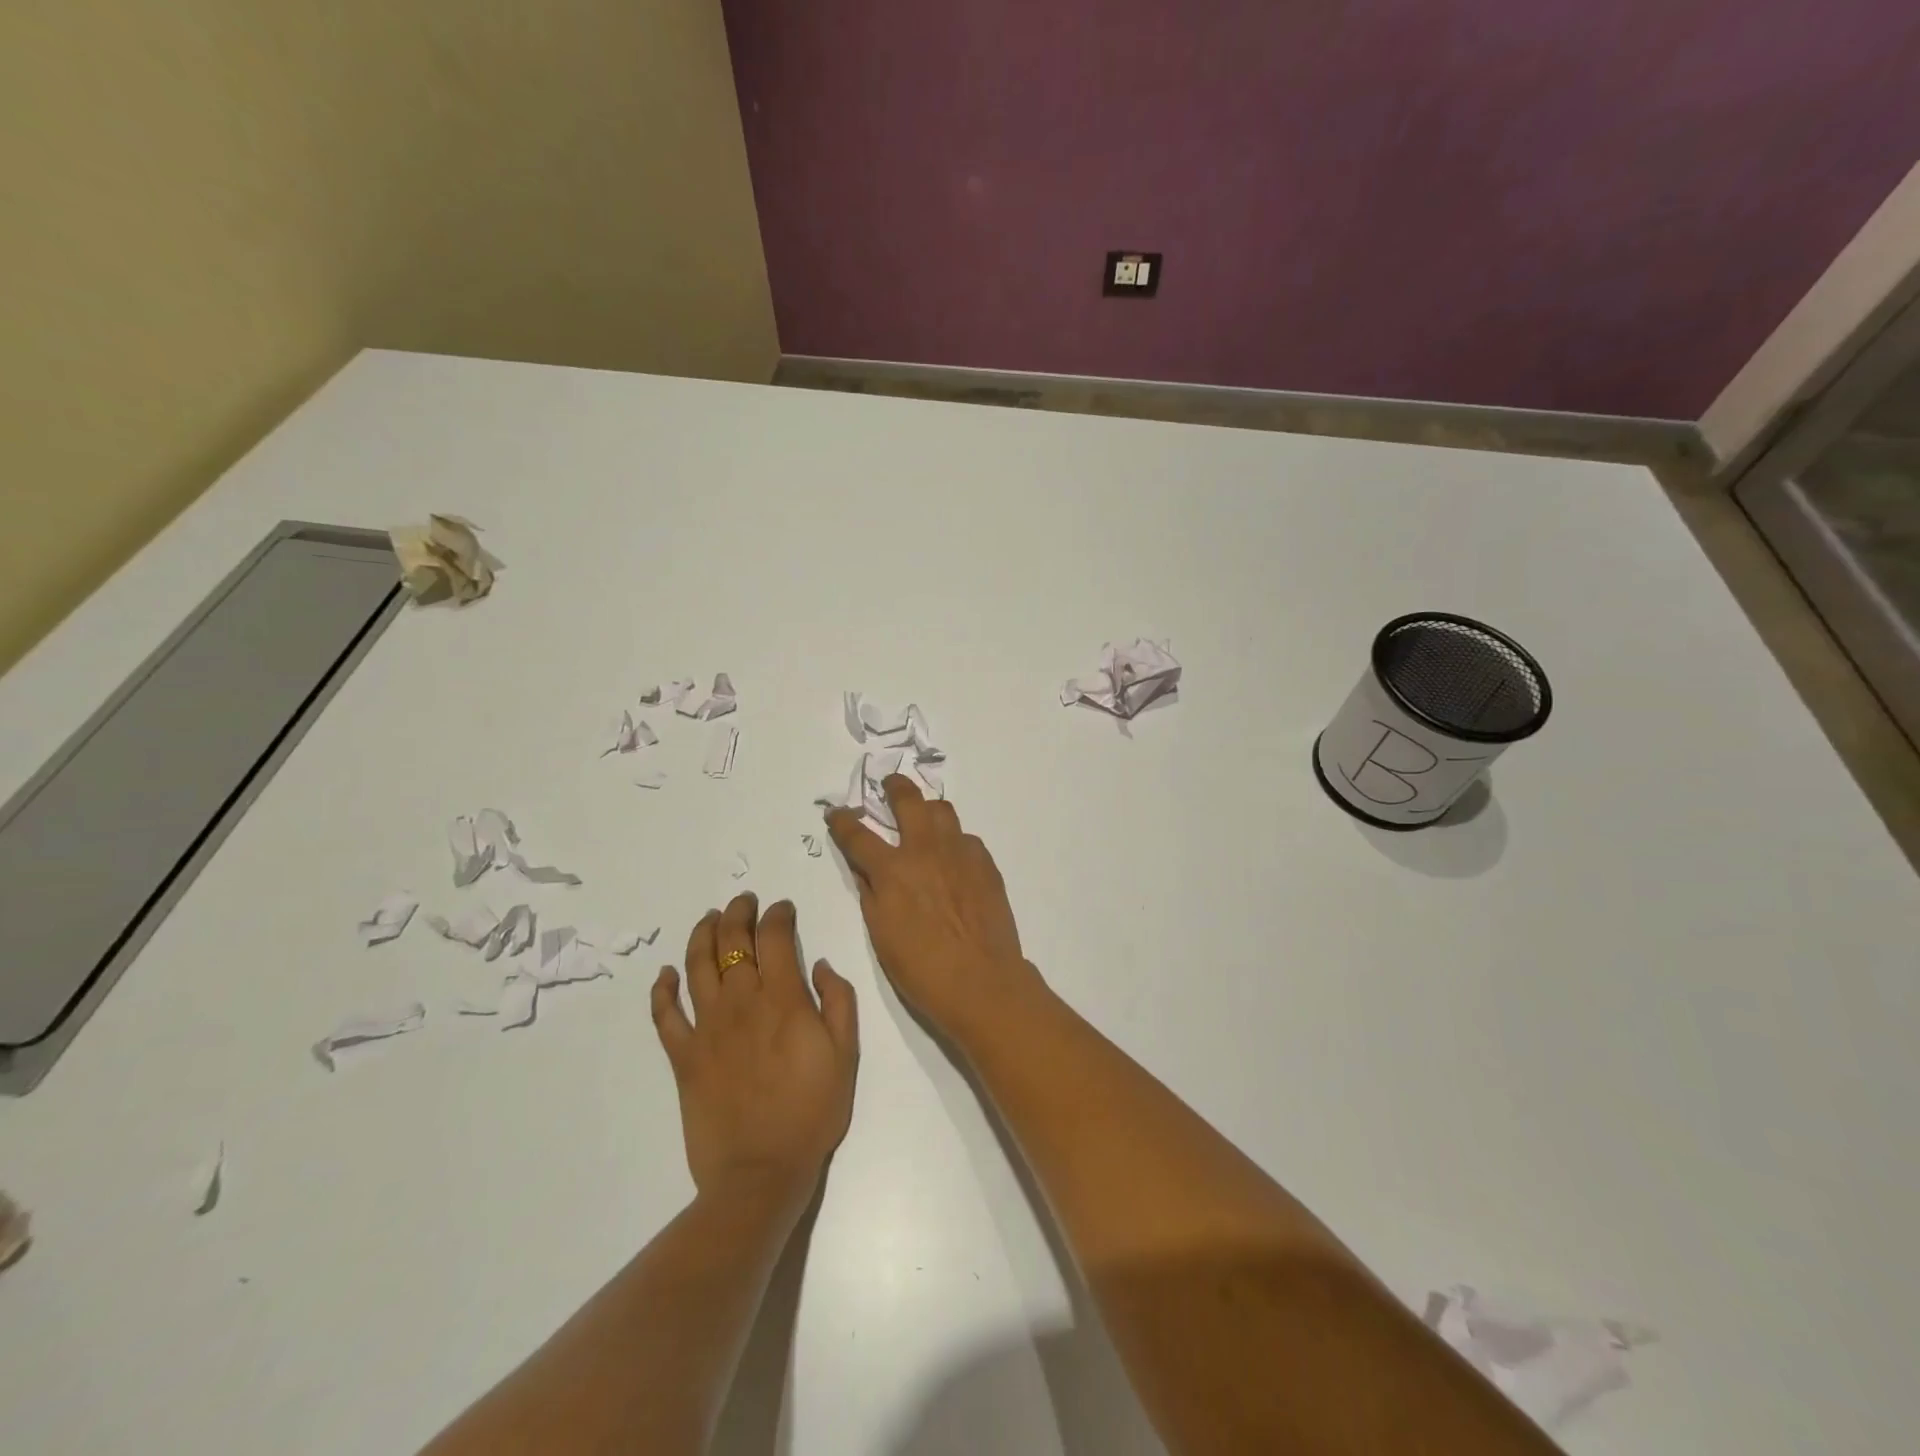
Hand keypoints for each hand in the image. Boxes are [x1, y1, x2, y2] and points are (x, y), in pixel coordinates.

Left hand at [651, 895, 858, 1214]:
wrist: (761, 1172)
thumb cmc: (812, 1112)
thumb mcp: (846, 1053)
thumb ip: (838, 1001)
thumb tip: (819, 963)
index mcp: (783, 999)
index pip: (775, 937)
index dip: (778, 914)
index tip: (783, 908)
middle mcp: (741, 1003)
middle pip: (732, 941)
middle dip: (738, 912)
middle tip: (744, 901)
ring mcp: (707, 1028)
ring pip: (696, 966)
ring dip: (702, 935)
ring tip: (709, 919)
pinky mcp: (683, 1056)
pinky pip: (665, 1015)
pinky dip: (662, 989)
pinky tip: (665, 973)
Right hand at [827, 776, 1037, 1048]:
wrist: (982, 981)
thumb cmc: (922, 968)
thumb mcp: (881, 934)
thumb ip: (871, 893)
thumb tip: (866, 870)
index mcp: (893, 870)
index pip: (858, 835)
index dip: (843, 821)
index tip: (836, 813)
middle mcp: (926, 851)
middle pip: (908, 800)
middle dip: (894, 787)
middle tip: (890, 784)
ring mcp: (960, 853)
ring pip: (943, 811)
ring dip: (928, 810)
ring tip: (924, 820)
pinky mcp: (986, 863)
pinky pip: (966, 838)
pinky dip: (954, 841)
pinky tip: (953, 859)